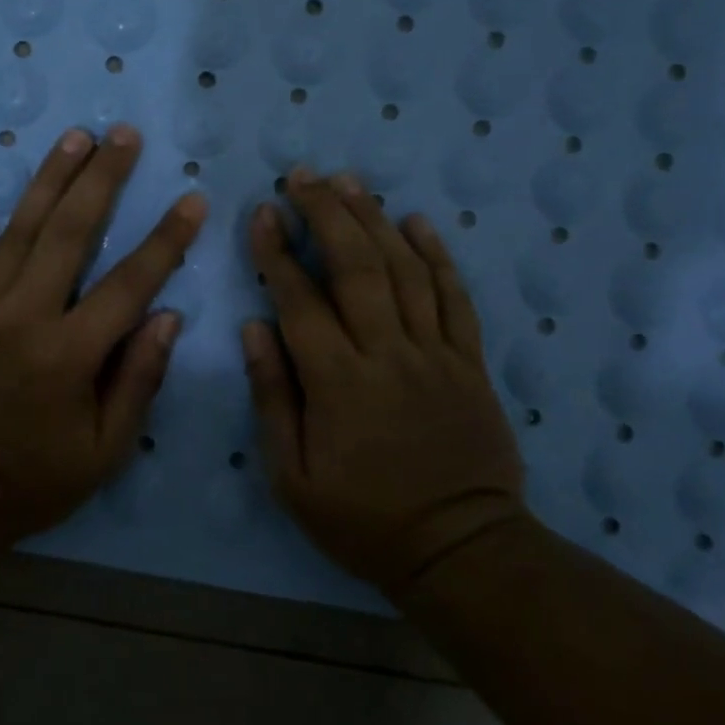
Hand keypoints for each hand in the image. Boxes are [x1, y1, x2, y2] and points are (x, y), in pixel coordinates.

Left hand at [0, 124, 206, 556]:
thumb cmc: (24, 484)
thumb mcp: (100, 453)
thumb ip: (137, 382)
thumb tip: (168, 317)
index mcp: (71, 354)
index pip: (131, 284)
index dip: (166, 239)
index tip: (192, 198)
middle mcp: (25, 316)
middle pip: (71, 234)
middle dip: (103, 179)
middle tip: (124, 135)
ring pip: (17, 232)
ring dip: (48, 181)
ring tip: (74, 138)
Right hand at [242, 169, 527, 599]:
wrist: (460, 549)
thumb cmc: (364, 519)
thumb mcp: (293, 477)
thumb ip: (273, 397)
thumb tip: (255, 327)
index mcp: (338, 383)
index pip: (300, 301)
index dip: (278, 251)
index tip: (263, 212)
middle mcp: (387, 354)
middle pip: (356, 267)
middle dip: (327, 213)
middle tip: (304, 175)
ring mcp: (435, 353)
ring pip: (405, 270)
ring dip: (375, 219)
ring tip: (350, 182)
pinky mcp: (469, 361)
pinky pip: (455, 297)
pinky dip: (437, 255)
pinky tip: (418, 222)